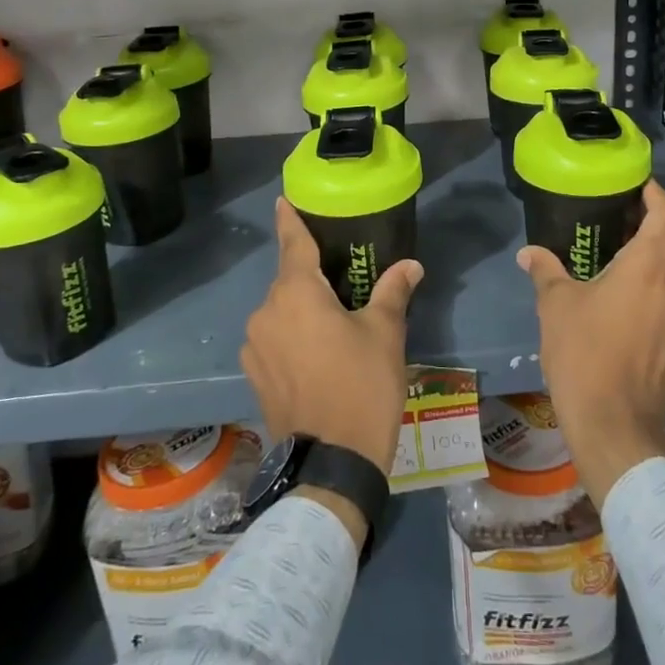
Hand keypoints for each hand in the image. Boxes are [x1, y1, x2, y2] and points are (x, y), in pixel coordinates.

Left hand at [242, 199, 422, 519]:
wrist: (331, 463)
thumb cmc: (361, 386)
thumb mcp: (384, 334)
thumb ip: (392, 292)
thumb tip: (410, 265)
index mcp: (296, 294)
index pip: (292, 243)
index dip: (289, 220)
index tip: (283, 201)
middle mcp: (266, 313)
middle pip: (288, 280)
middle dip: (310, 275)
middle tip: (340, 278)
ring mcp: (255, 347)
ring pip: (280, 312)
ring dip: (301, 309)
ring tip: (332, 323)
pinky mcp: (254, 375)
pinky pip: (274, 339)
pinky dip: (291, 335)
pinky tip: (316, 353)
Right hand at [518, 178, 664, 509]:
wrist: (615, 425)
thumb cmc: (584, 355)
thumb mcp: (556, 307)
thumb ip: (546, 271)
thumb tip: (529, 253)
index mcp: (649, 267)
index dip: (659, 195)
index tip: (637, 188)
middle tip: (634, 215)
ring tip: (631, 252)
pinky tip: (636, 295)